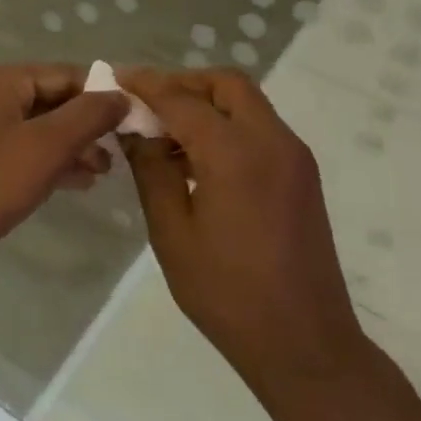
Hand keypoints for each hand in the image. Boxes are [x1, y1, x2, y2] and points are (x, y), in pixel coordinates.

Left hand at [0, 64, 127, 291]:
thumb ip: (88, 117)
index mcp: (1, 81)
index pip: (66, 75)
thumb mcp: (46, 147)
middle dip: (87, 125)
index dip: (103, 94)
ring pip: (35, 130)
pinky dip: (45, 163)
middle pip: (50, 101)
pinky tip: (73, 184)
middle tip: (121, 153)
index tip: (135, 121)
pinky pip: (17, 152)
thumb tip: (122, 94)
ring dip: (70, 147)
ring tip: (103, 172)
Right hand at [118, 68, 369, 392]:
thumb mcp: (172, 231)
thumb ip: (151, 170)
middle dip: (184, 84)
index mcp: (235, 153)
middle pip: (226, 85)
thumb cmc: (227, 292)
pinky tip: (198, 159)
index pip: (182, 99)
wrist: (304, 342)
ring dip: (206, 104)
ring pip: (246, 103)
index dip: (146, 85)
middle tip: (147, 106)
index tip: (116, 78)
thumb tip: (134, 129)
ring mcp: (293, 156)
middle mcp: (272, 141)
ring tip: (167, 135)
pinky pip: (259, 128)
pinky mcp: (302, 175)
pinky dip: (227, 125)